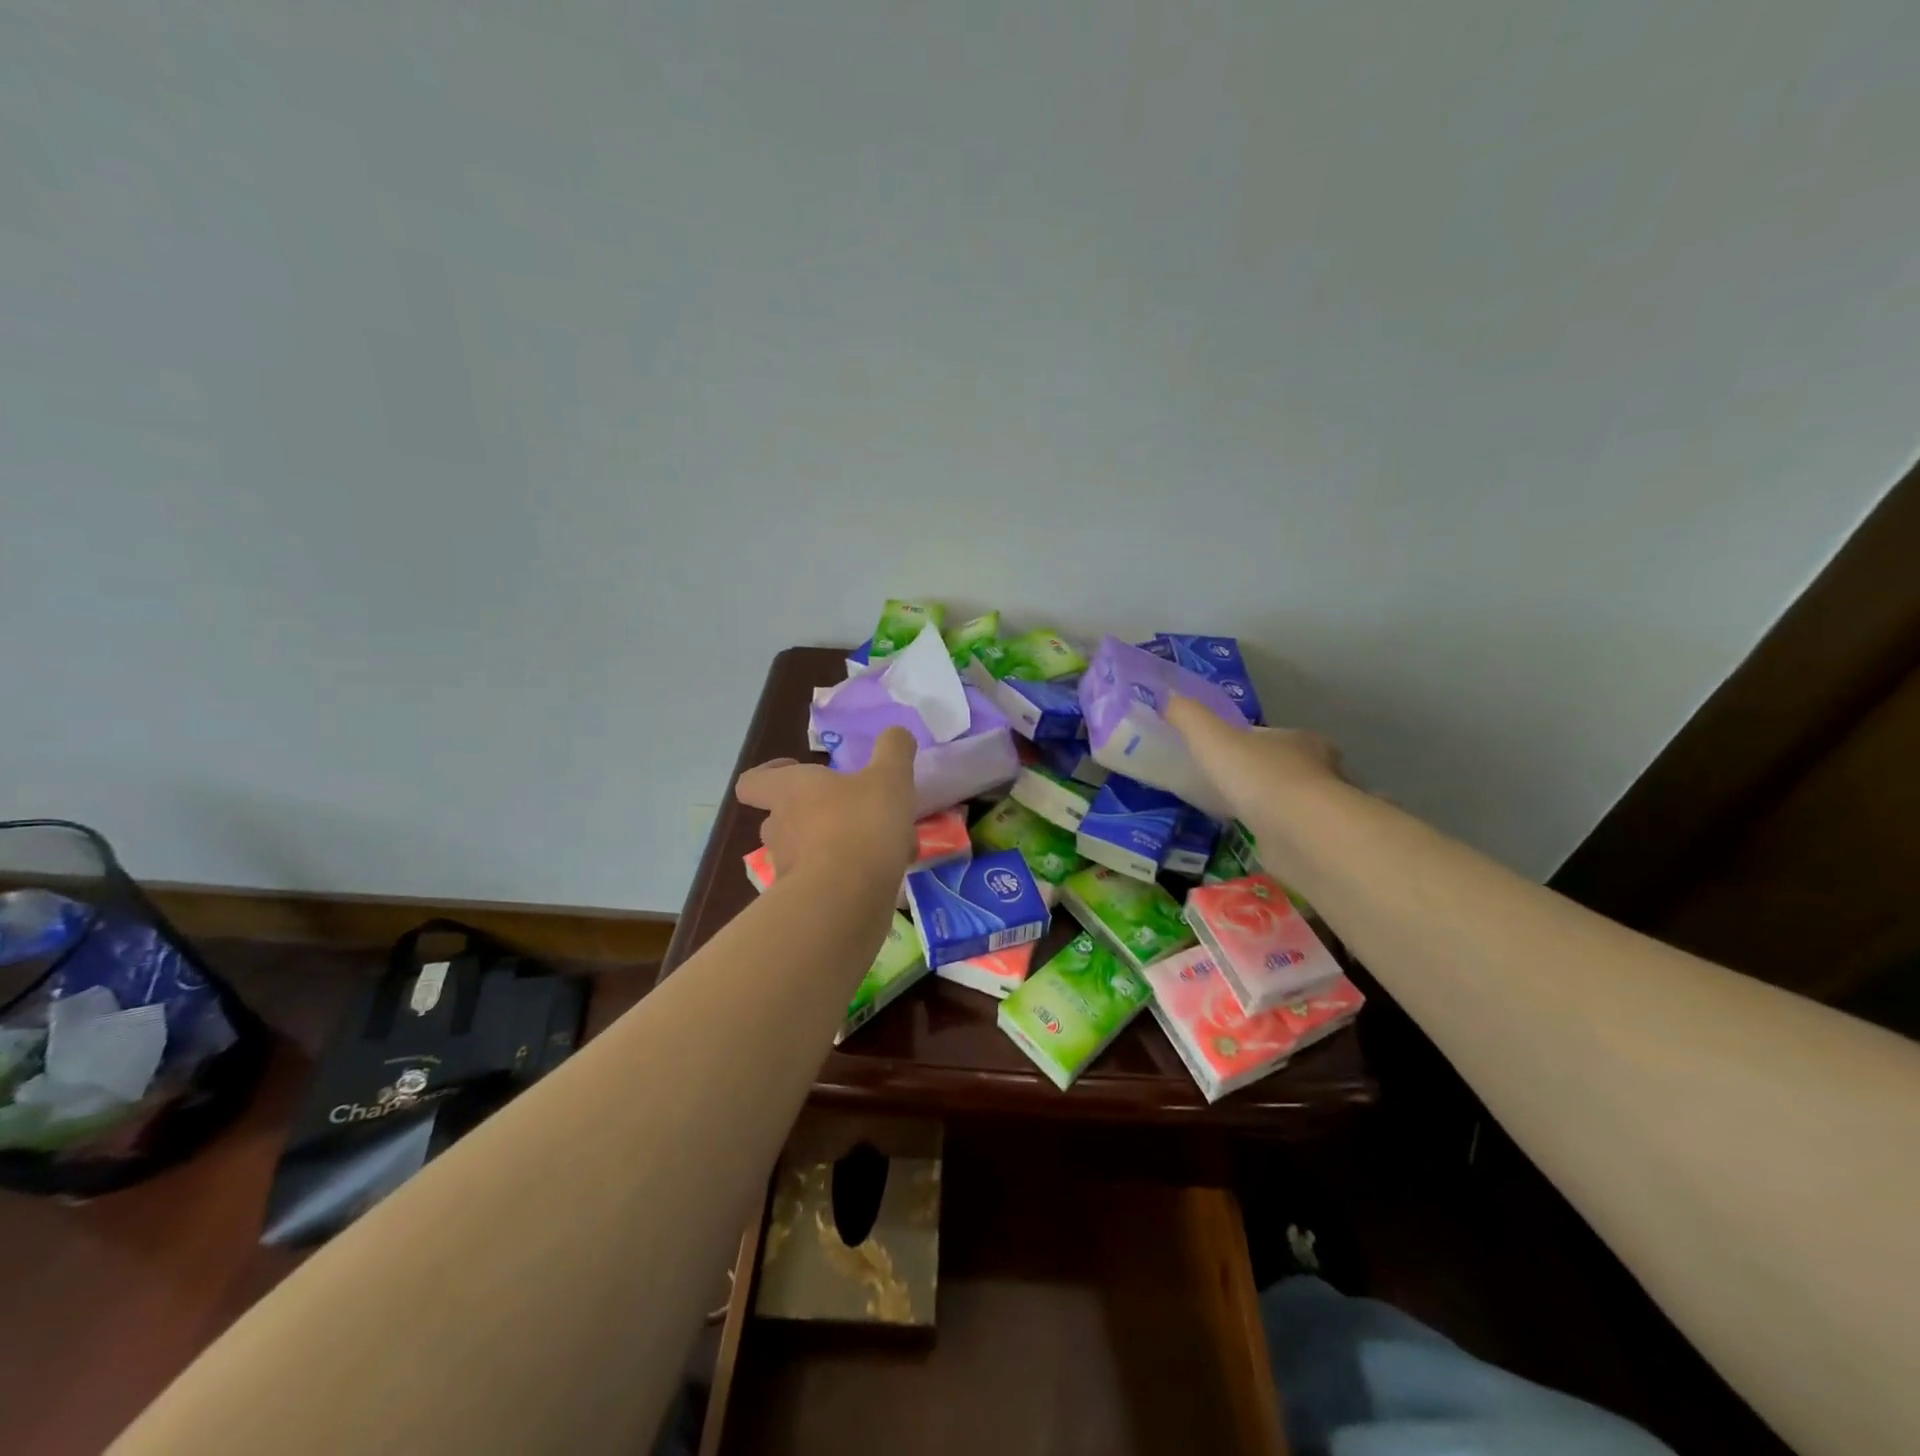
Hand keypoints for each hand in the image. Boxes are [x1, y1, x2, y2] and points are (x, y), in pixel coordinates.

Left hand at [735, 727, 918, 885]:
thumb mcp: (889, 777)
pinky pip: (824, 881)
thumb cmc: (861, 824)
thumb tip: (896, 732)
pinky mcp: (804, 901)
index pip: (754, 781)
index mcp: (789, 791)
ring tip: (877, 846)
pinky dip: (845, 876)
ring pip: (806, 850)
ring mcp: (787, 868)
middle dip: (813, 814)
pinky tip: (882, 876)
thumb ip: (894, 750)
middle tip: (849, 810)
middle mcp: (779, 827)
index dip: (770, 773)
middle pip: (783, 817)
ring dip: (834, 846)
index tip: (797, 769)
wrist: (846, 899)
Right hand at [1166, 696, 1345, 831]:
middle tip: (1230, 783)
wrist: (1299, 833)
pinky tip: (1252, 838)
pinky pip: (1290, 832)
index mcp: (1300, 740)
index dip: (1251, 741)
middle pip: (1286, 766)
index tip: (1227, 752)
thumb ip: (1189, 718)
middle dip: (1262, 773)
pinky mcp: (1317, 841)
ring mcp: (1321, 809)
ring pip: (1291, 800)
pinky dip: (1273, 833)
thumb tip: (1168, 698)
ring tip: (1236, 811)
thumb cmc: (1258, 776)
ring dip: (1269, 805)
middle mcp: (1320, 770)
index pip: (1274, 736)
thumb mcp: (1212, 738)